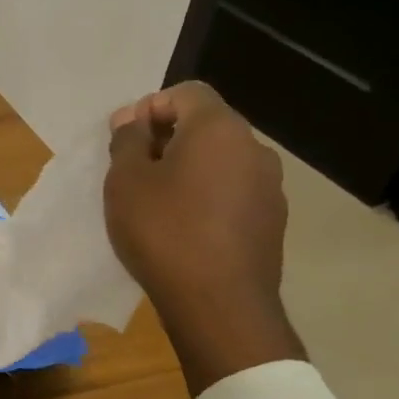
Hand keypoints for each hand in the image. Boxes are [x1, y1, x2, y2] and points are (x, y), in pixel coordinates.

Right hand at [105, 82, 303, 394]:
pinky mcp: (272, 221)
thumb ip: (128, 140)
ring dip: (189, 168)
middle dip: (168, 138)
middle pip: (207, 125)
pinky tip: (184, 227)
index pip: (187, 93)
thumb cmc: (163, 231)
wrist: (219, 305)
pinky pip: (233, 190)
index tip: (127, 141)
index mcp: (219, 129)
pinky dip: (208, 195)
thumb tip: (132, 119)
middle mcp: (254, 148)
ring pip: (221, 160)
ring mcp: (270, 187)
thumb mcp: (126, 181)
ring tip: (157, 201)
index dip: (152, 107)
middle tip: (134, 170)